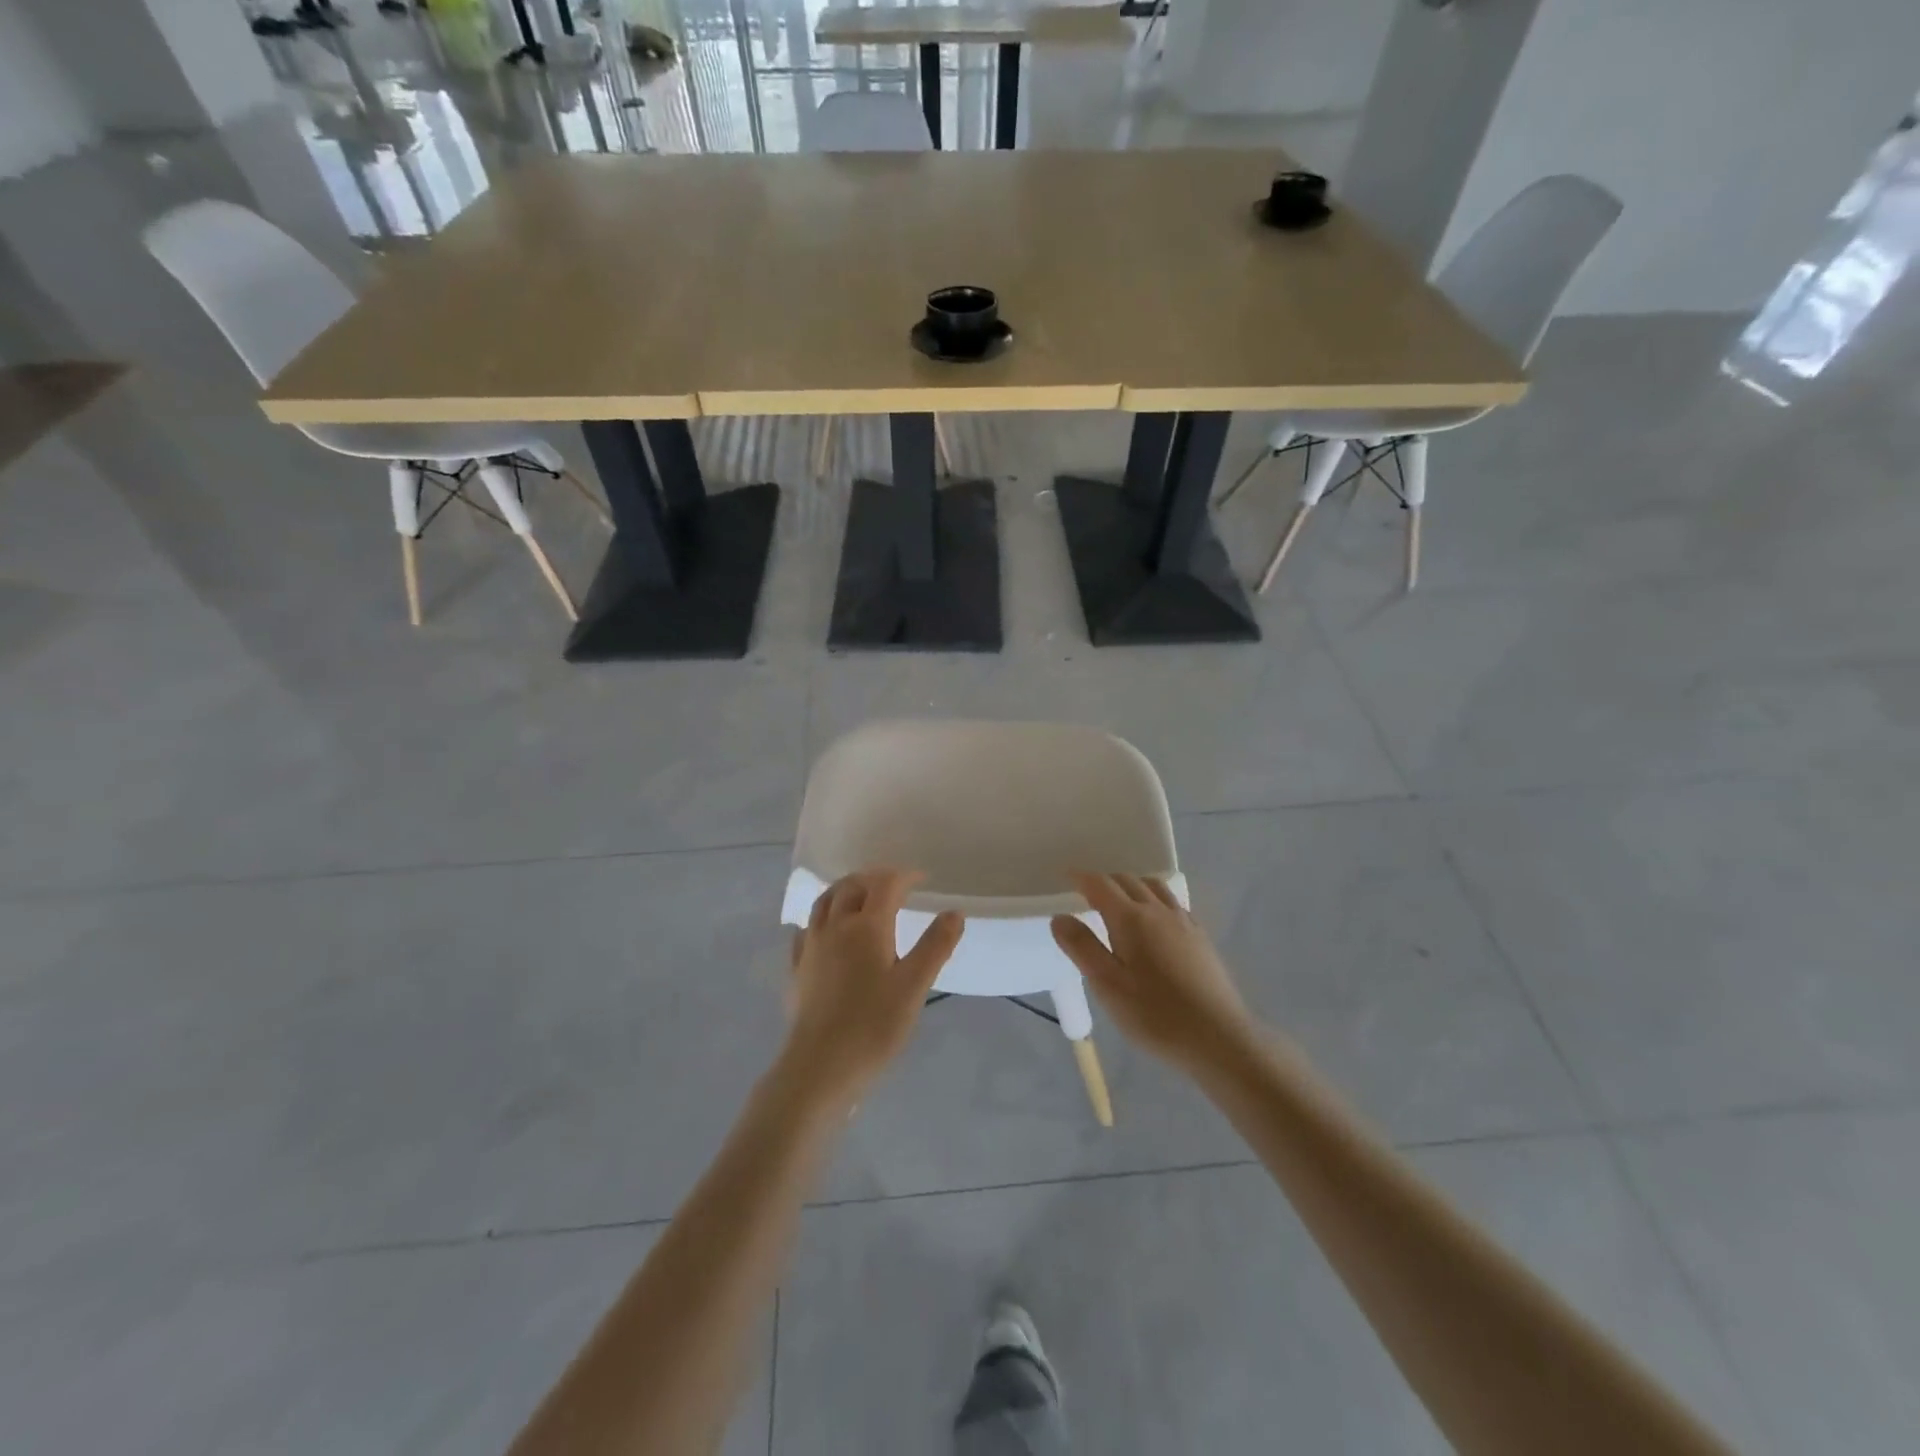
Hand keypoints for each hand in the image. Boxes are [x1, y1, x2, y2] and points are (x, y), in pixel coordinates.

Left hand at [781, 869, 964, 1108]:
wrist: (819, 1068)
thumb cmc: (873, 1026)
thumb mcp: (914, 986)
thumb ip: (935, 946)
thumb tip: (954, 912)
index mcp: (866, 926)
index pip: (885, 885)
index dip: (904, 876)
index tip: (922, 879)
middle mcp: (835, 927)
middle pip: (850, 887)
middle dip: (873, 878)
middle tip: (893, 884)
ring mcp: (811, 947)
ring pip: (824, 903)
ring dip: (844, 890)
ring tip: (859, 896)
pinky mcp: (798, 969)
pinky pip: (807, 930)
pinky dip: (821, 919)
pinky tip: (825, 931)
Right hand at [1051, 872, 1253, 1074]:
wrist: (1220, 1039)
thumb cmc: (1155, 1015)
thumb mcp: (1108, 985)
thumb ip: (1082, 947)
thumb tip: (1060, 917)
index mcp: (1131, 919)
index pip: (1101, 886)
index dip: (1082, 878)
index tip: (1067, 876)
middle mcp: (1158, 911)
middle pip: (1129, 881)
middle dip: (1105, 880)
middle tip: (1087, 891)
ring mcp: (1184, 922)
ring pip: (1154, 887)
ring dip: (1132, 885)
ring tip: (1120, 899)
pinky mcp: (1201, 938)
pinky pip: (1173, 903)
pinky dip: (1154, 898)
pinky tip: (1155, 920)